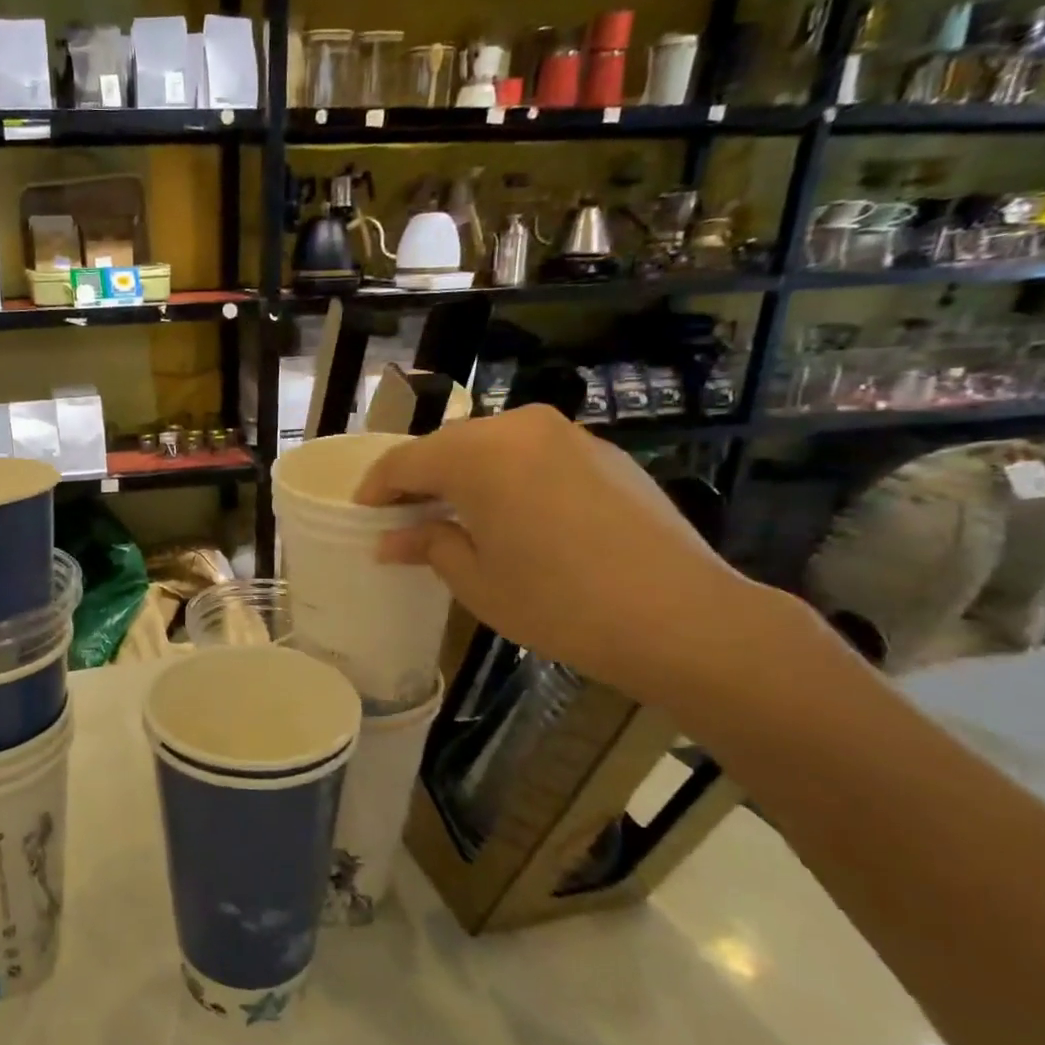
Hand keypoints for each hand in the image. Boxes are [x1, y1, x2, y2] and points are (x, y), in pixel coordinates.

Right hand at [355, 404, 757, 710]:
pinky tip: (514, 516)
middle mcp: (520, 427)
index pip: (404, 461)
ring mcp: (568, 435)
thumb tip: (392, 539)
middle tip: (406, 519)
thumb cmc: (558, 602)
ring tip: (458, 518)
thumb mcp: (476, 580)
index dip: (376, 488)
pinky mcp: (603, 453)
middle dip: (420, 479)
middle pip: (448, 446)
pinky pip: (534, 455)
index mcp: (477, 453)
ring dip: (465, 476)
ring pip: (492, 446)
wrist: (682, 617)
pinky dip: (509, 477)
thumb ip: (429, 544)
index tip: (363, 515)